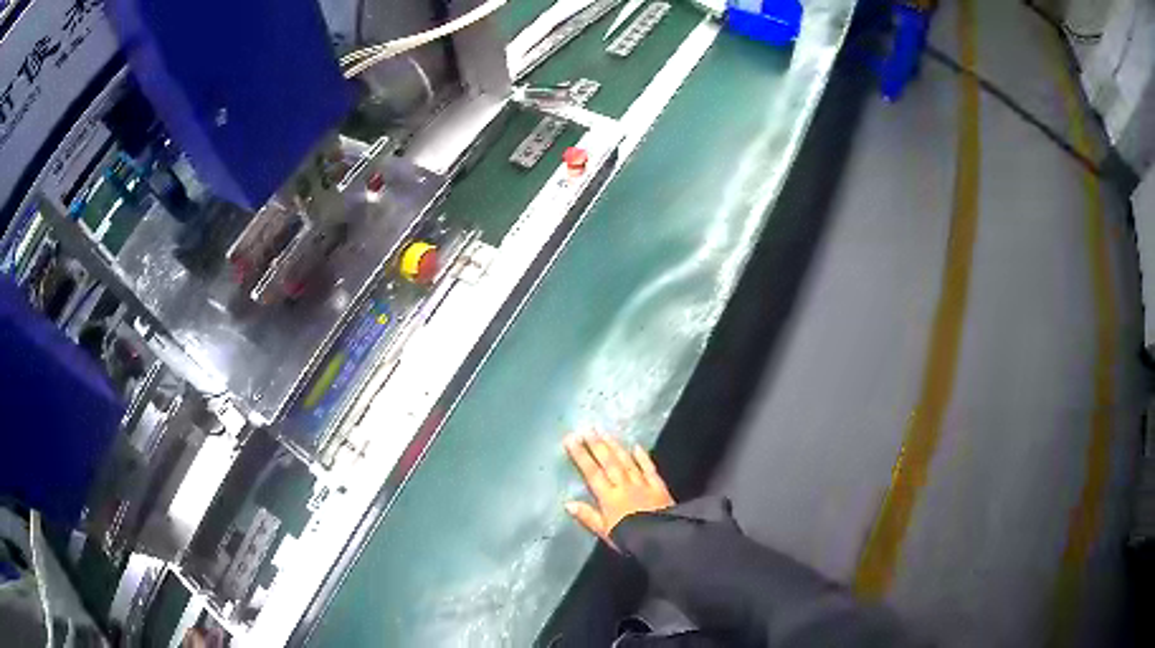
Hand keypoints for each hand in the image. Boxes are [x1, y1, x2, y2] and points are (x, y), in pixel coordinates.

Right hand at [564, 432, 674, 547]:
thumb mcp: (605, 532)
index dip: (581, 455)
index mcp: (609, 497)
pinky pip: (649, 468)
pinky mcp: (658, 486)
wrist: (662, 538)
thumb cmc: (630, 538)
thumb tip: (568, 503)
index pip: (592, 473)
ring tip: (605, 432)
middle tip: (587, 429)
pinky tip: (637, 446)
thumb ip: (588, 516)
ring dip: (615, 446)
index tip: (571, 439)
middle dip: (597, 445)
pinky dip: (643, 457)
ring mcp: (642, 484)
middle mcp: (624, 485)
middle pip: (609, 462)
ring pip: (627, 461)